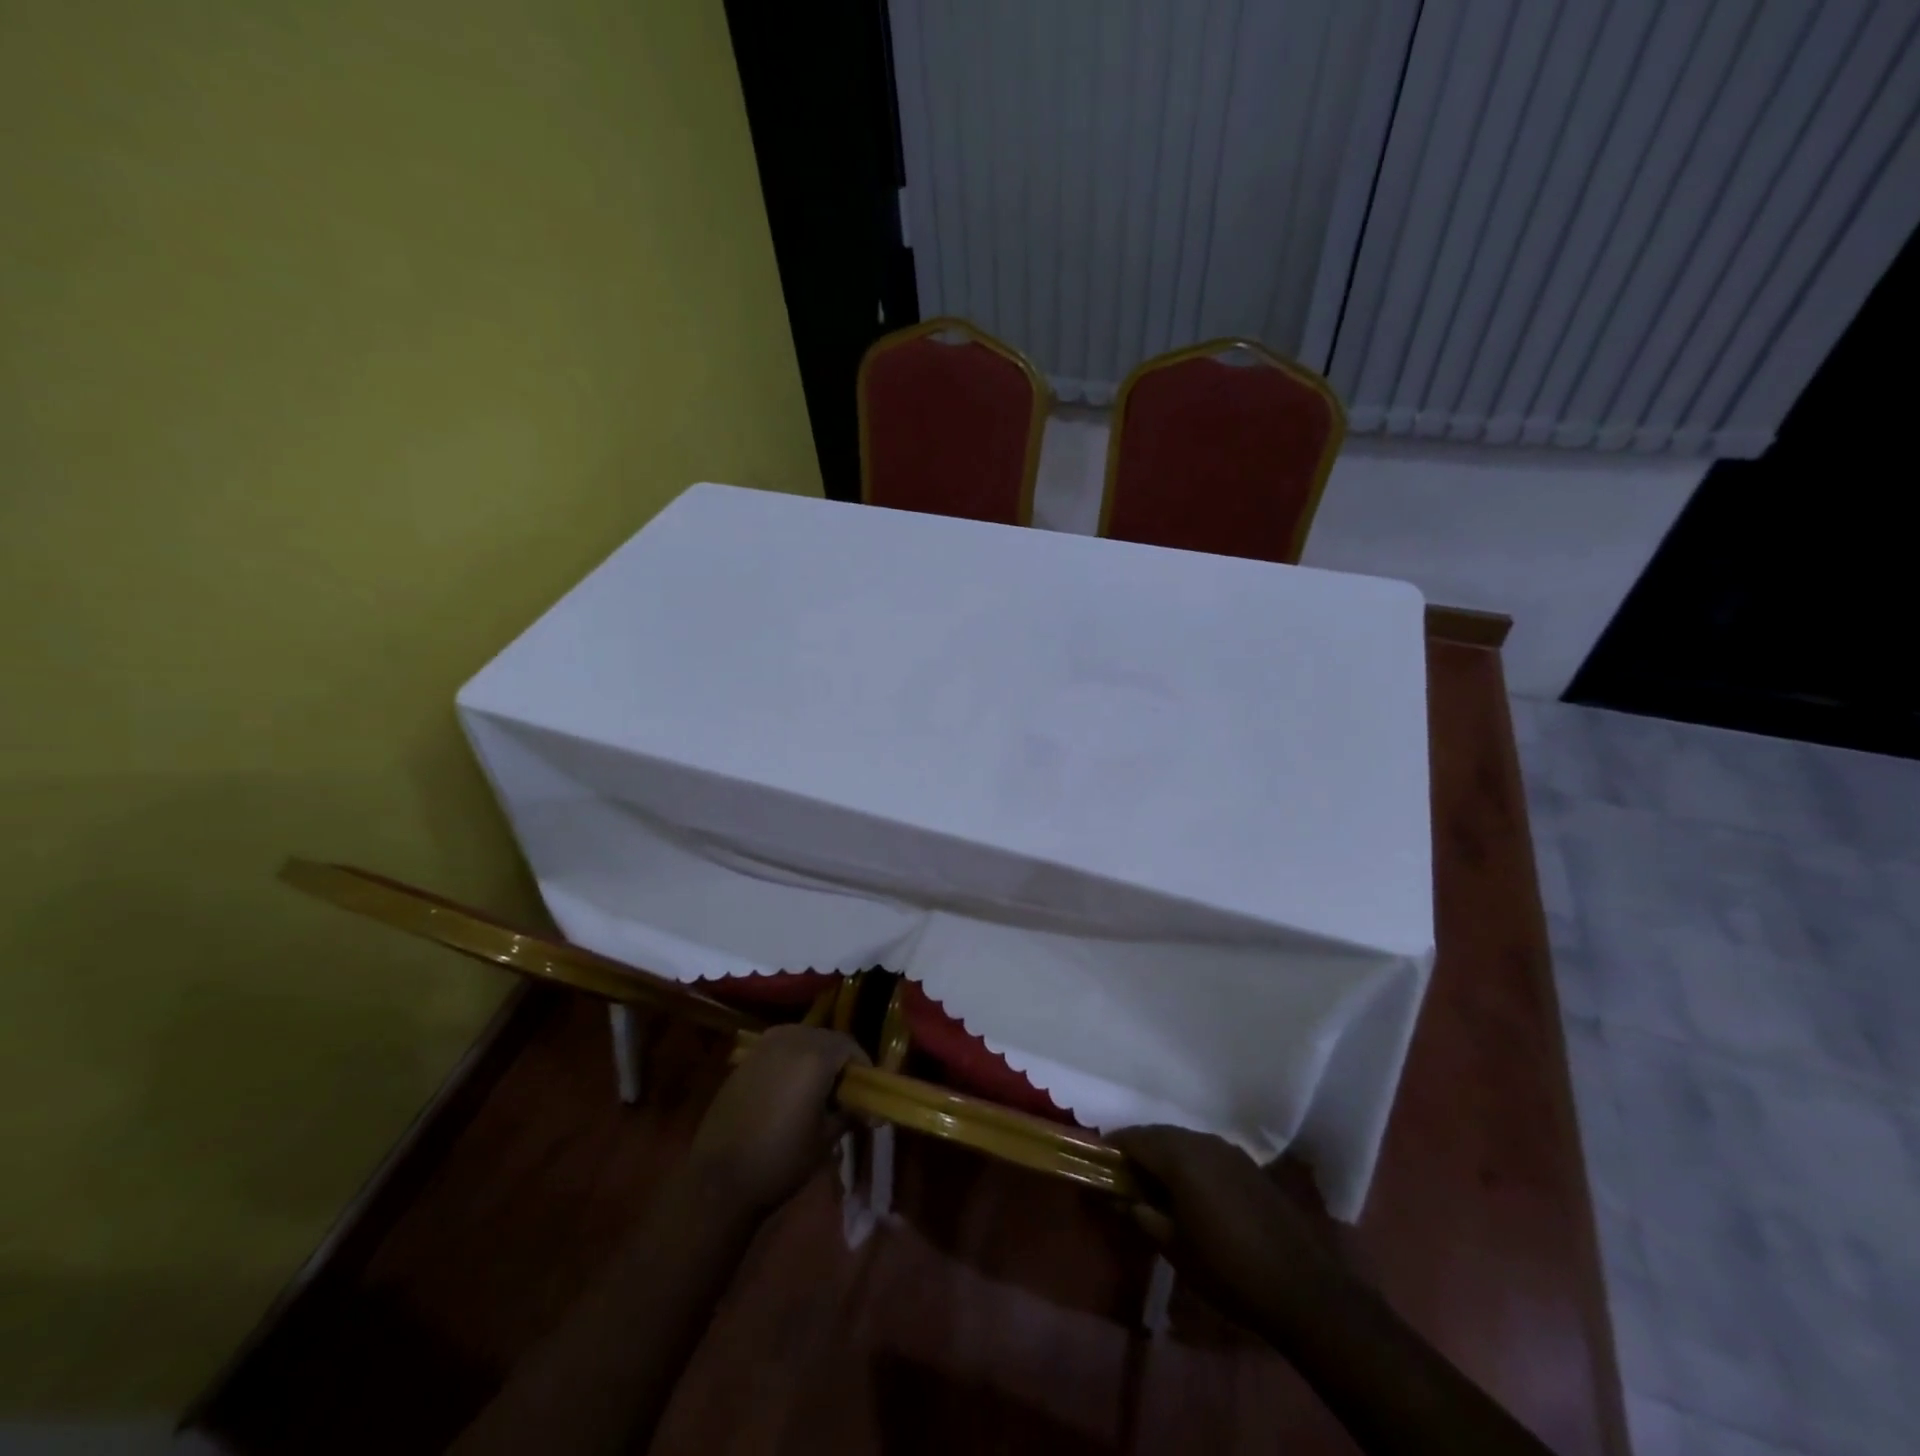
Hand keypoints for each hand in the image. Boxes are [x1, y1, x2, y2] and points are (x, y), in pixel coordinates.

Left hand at [688, 1026, 868, 1216]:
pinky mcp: (744, 1061)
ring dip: (814, 1058)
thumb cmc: (781, 1159)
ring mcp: (763, 1047)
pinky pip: (778, 1050)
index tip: (867, 1091)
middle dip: (839, 1060)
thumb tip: (866, 1107)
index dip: (863, 1067)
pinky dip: (791, 1063)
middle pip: (826, 1039)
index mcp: (815, 1055)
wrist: (718, 1179)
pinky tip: (789, 1091)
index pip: (850, 1046)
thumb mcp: (826, 1139)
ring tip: (818, 1090)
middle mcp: (790, 1039)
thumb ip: (849, 1112)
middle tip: (845, 1090)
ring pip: (801, 1040)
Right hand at [1111, 1125, 1342, 1328]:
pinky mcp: (1248, 1165)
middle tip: (1123, 1175)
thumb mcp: (1174, 1247)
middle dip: (1139, 1149)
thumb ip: (1142, 1215)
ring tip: (1154, 1183)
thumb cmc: (1227, 1269)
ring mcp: (1229, 1150)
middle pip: (1159, 1133)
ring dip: (1165, 1154)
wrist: (1302, 1288)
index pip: (1135, 1138)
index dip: (1113, 1148)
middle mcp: (1203, 1142)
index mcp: (1180, 1157)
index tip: (1098, 1163)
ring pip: (1184, 1140)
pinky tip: (1190, 1190)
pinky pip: (1206, 1151)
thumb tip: (1119, 1199)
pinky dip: (1189, 1161)